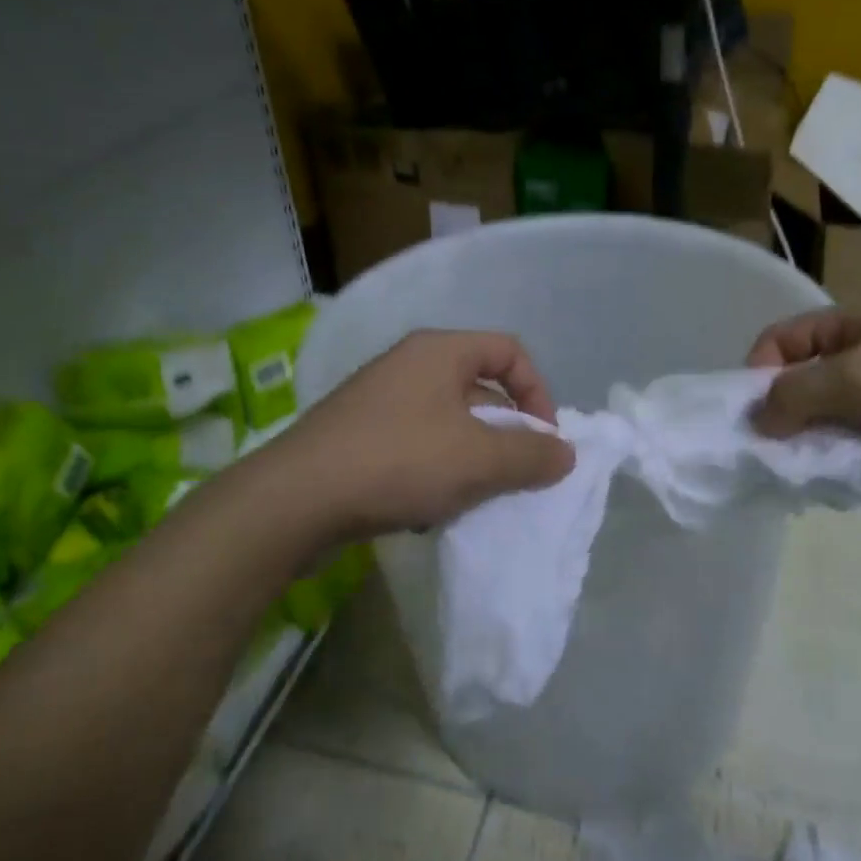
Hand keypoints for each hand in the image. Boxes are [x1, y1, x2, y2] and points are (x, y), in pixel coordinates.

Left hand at [276, 329, 574, 538]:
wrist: (295, 500)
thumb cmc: (399, 462)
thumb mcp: (479, 460)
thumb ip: (532, 454)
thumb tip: (565, 454)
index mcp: (439, 352)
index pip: (509, 351)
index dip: (537, 392)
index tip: (544, 439)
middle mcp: (408, 366)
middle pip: (479, 388)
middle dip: (505, 433)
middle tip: (514, 473)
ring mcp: (377, 400)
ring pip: (447, 423)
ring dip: (470, 458)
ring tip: (472, 497)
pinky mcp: (356, 436)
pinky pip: (414, 446)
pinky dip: (434, 471)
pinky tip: (427, 508)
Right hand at [746, 301, 860, 497]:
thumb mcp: (856, 380)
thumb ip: (795, 396)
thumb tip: (756, 420)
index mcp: (856, 321)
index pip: (782, 339)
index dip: (757, 373)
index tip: (751, 418)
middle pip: (805, 378)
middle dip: (785, 413)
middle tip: (776, 453)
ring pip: (833, 413)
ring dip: (817, 439)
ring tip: (811, 470)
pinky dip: (849, 455)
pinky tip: (847, 476)